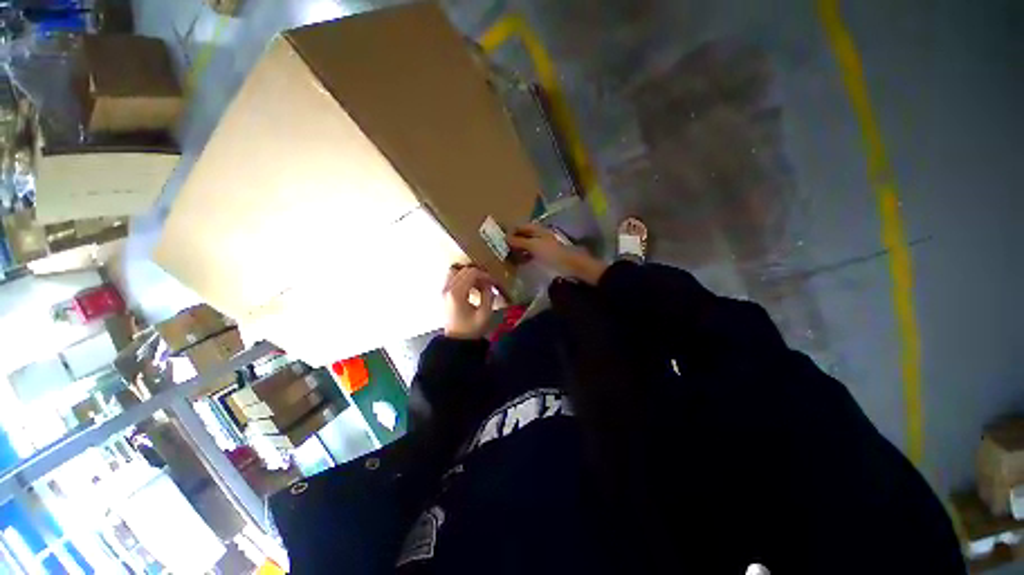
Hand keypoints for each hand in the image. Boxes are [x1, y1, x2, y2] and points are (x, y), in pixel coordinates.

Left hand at [442, 265, 496, 338]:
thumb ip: (488, 295)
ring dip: (469, 276)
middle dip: (478, 274)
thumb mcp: (485, 314)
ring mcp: (443, 291)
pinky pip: (453, 279)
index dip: (485, 275)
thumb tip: (489, 284)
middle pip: (464, 270)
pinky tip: (472, 289)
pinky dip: (463, 279)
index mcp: (456, 293)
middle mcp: (447, 289)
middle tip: (488, 284)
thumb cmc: (471, 329)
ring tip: (479, 285)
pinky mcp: (443, 294)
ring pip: (456, 272)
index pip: (472, 273)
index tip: (494, 282)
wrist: (456, 342)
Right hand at [506, 223, 607, 284]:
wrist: (571, 265)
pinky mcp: (545, 255)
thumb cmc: (551, 253)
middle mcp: (539, 234)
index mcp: (537, 229)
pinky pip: (531, 253)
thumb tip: (505, 238)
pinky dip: (524, 256)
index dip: (510, 232)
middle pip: (522, 235)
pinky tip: (521, 262)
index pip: (519, 226)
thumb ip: (519, 241)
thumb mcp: (534, 246)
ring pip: (526, 245)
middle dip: (513, 241)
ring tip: (510, 258)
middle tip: (504, 251)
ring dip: (518, 250)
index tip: (500, 241)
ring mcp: (542, 245)